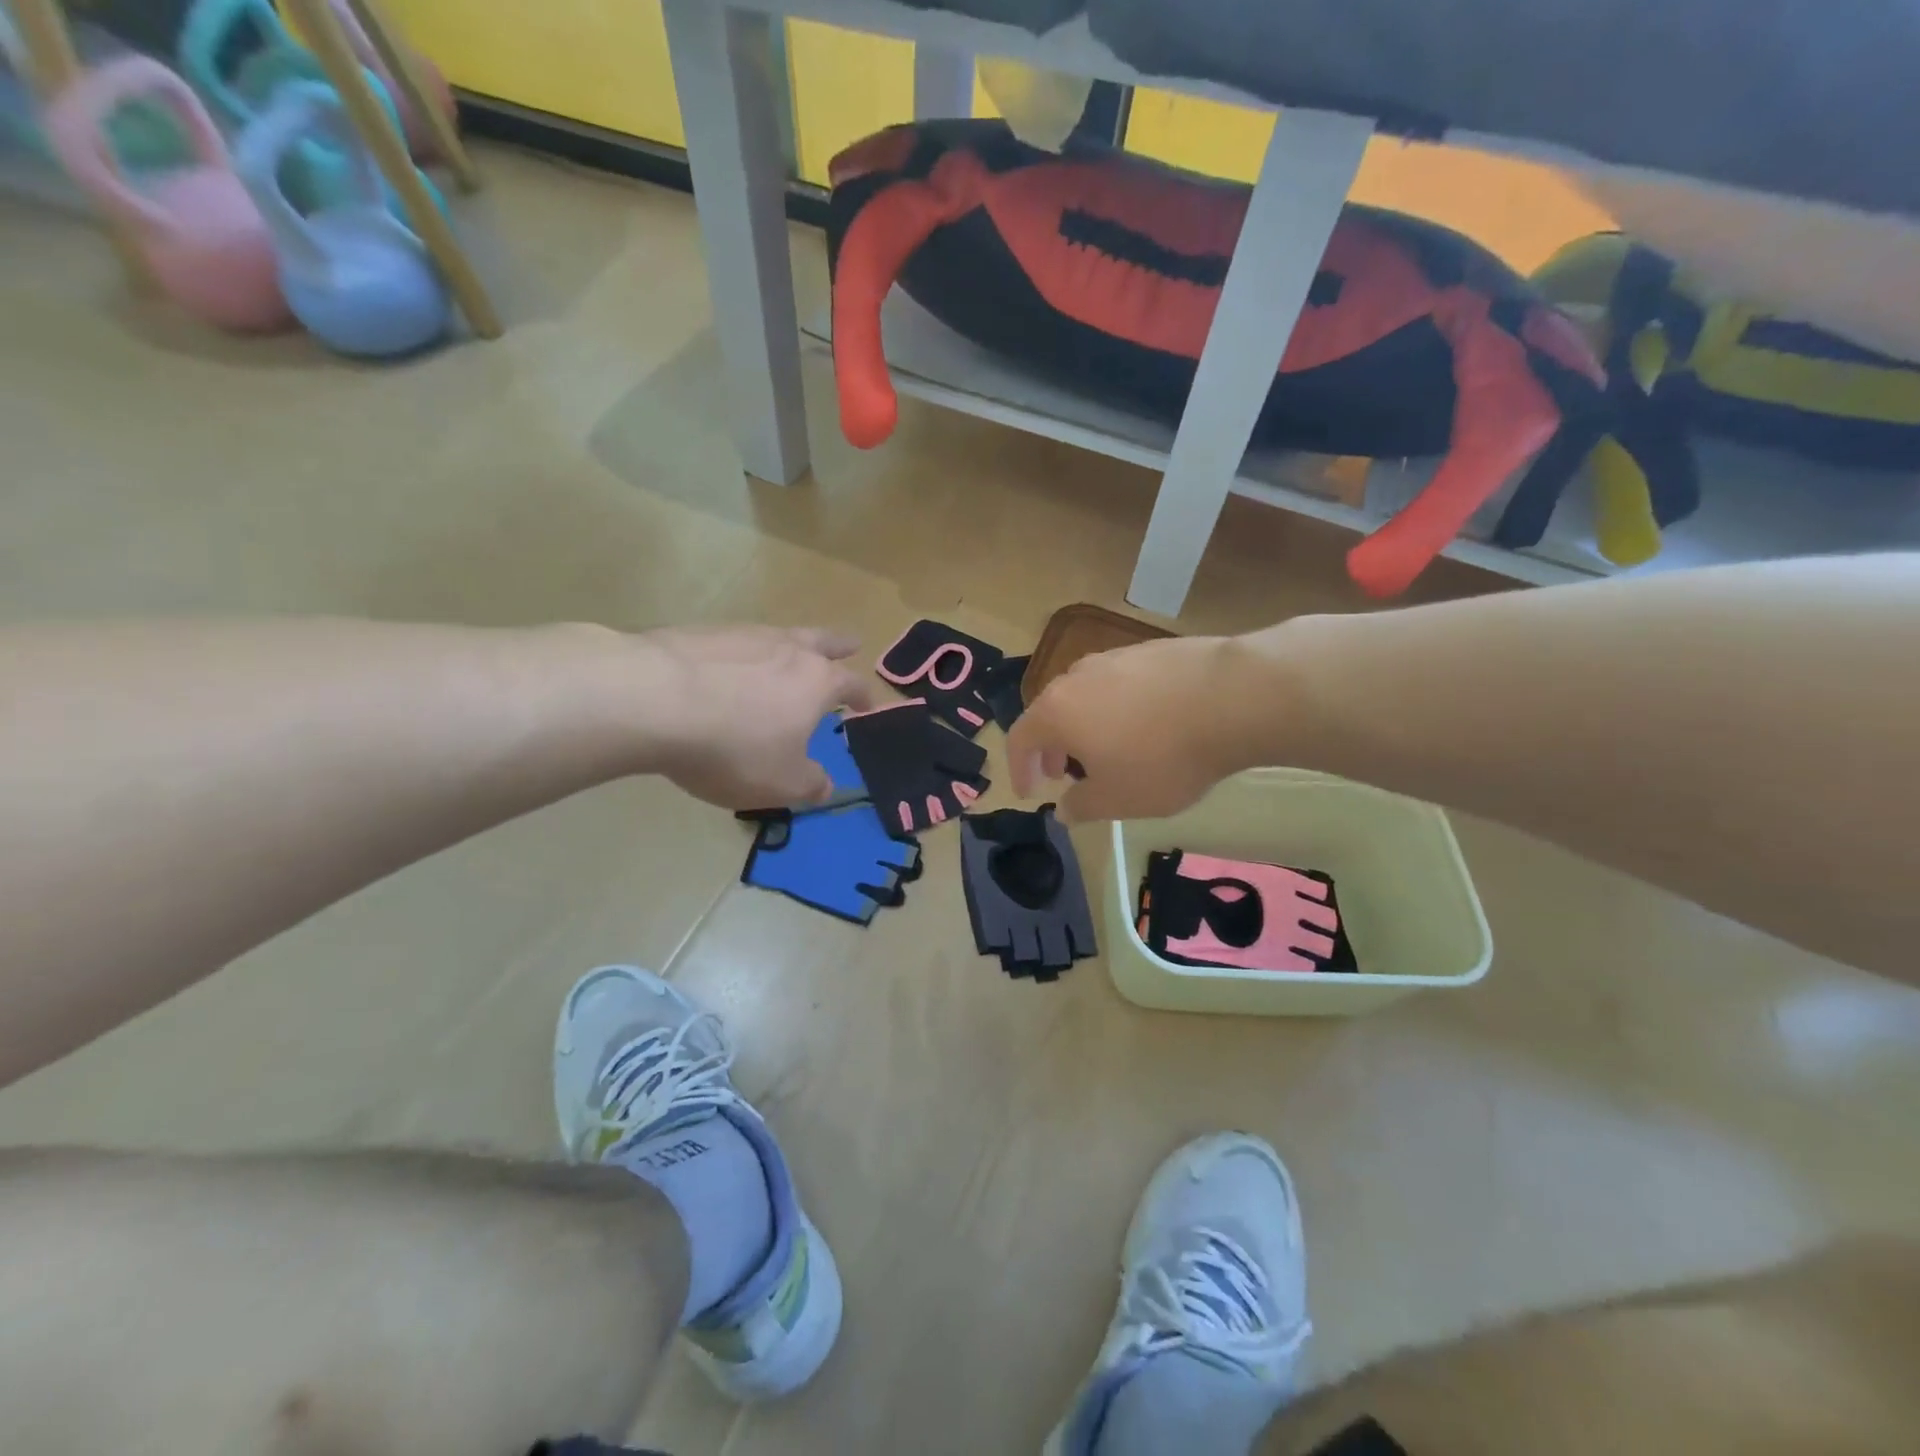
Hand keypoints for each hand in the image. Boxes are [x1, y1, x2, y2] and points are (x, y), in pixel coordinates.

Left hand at [645, 625, 876, 809]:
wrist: (653, 700)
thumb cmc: (732, 747)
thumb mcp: (780, 783)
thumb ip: (810, 785)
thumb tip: (826, 785)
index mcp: (816, 682)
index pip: (852, 684)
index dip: (864, 696)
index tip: (868, 706)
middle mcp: (787, 649)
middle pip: (822, 641)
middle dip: (838, 646)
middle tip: (850, 643)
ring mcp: (743, 635)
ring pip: (778, 636)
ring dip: (788, 646)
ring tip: (785, 657)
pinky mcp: (701, 633)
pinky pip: (734, 643)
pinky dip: (741, 654)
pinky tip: (726, 668)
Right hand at [1007, 635, 1247, 822]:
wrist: (1232, 697)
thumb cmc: (1162, 757)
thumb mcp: (1118, 798)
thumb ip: (1082, 806)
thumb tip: (1063, 808)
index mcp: (1056, 711)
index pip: (1019, 739)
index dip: (1019, 769)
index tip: (1030, 792)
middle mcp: (1076, 677)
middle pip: (1049, 712)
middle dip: (1051, 747)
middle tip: (1063, 774)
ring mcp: (1114, 657)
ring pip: (1084, 695)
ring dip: (1083, 725)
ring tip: (1105, 749)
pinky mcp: (1149, 649)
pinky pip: (1118, 684)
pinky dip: (1116, 708)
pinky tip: (1145, 725)